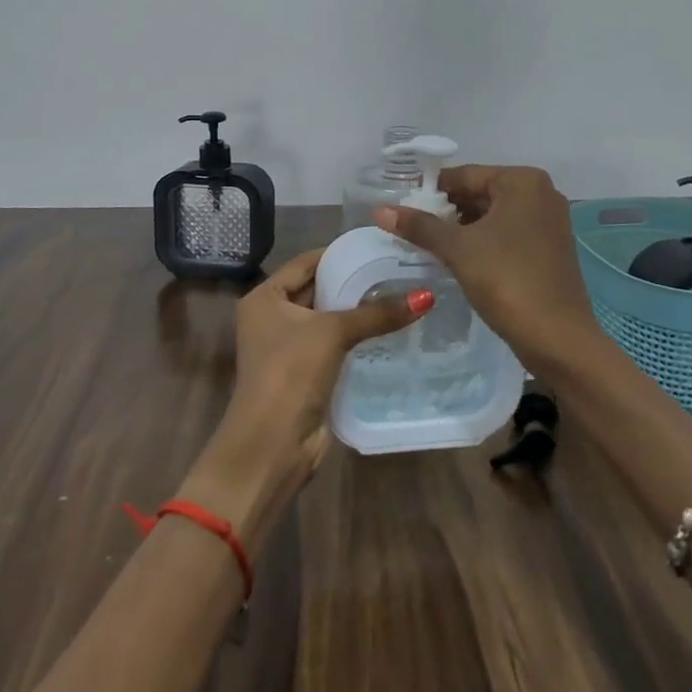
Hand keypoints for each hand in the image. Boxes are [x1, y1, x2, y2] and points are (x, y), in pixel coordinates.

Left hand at [183, 250, 429, 550]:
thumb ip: (377, 313)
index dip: (340, 254)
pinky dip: (356, 336)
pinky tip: (389, 328)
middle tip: (397, 269)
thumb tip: (427, 296)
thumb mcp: (333, 333)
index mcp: (264, 297)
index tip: (378, 247)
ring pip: (328, 319)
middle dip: (353, 282)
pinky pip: (334, 344)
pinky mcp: (304, 372)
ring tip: (401, 294)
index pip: (306, 262)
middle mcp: (271, 317)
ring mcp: (287, 346)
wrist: (272, 443)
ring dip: (357, 311)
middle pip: (317, 289)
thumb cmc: (291, 372)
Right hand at [377, 165, 602, 380]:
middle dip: (446, 210)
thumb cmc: (507, 281)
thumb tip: (379, 211)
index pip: (465, 175)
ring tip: (429, 245)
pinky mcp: (550, 248)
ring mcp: (549, 222)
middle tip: (412, 229)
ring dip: (462, 228)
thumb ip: (420, 226)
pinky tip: (459, 259)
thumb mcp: (458, 250)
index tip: (401, 208)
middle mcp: (541, 193)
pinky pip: (508, 233)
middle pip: (480, 193)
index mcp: (523, 181)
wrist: (558, 337)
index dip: (430, 191)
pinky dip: (483, 241)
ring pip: (493, 215)